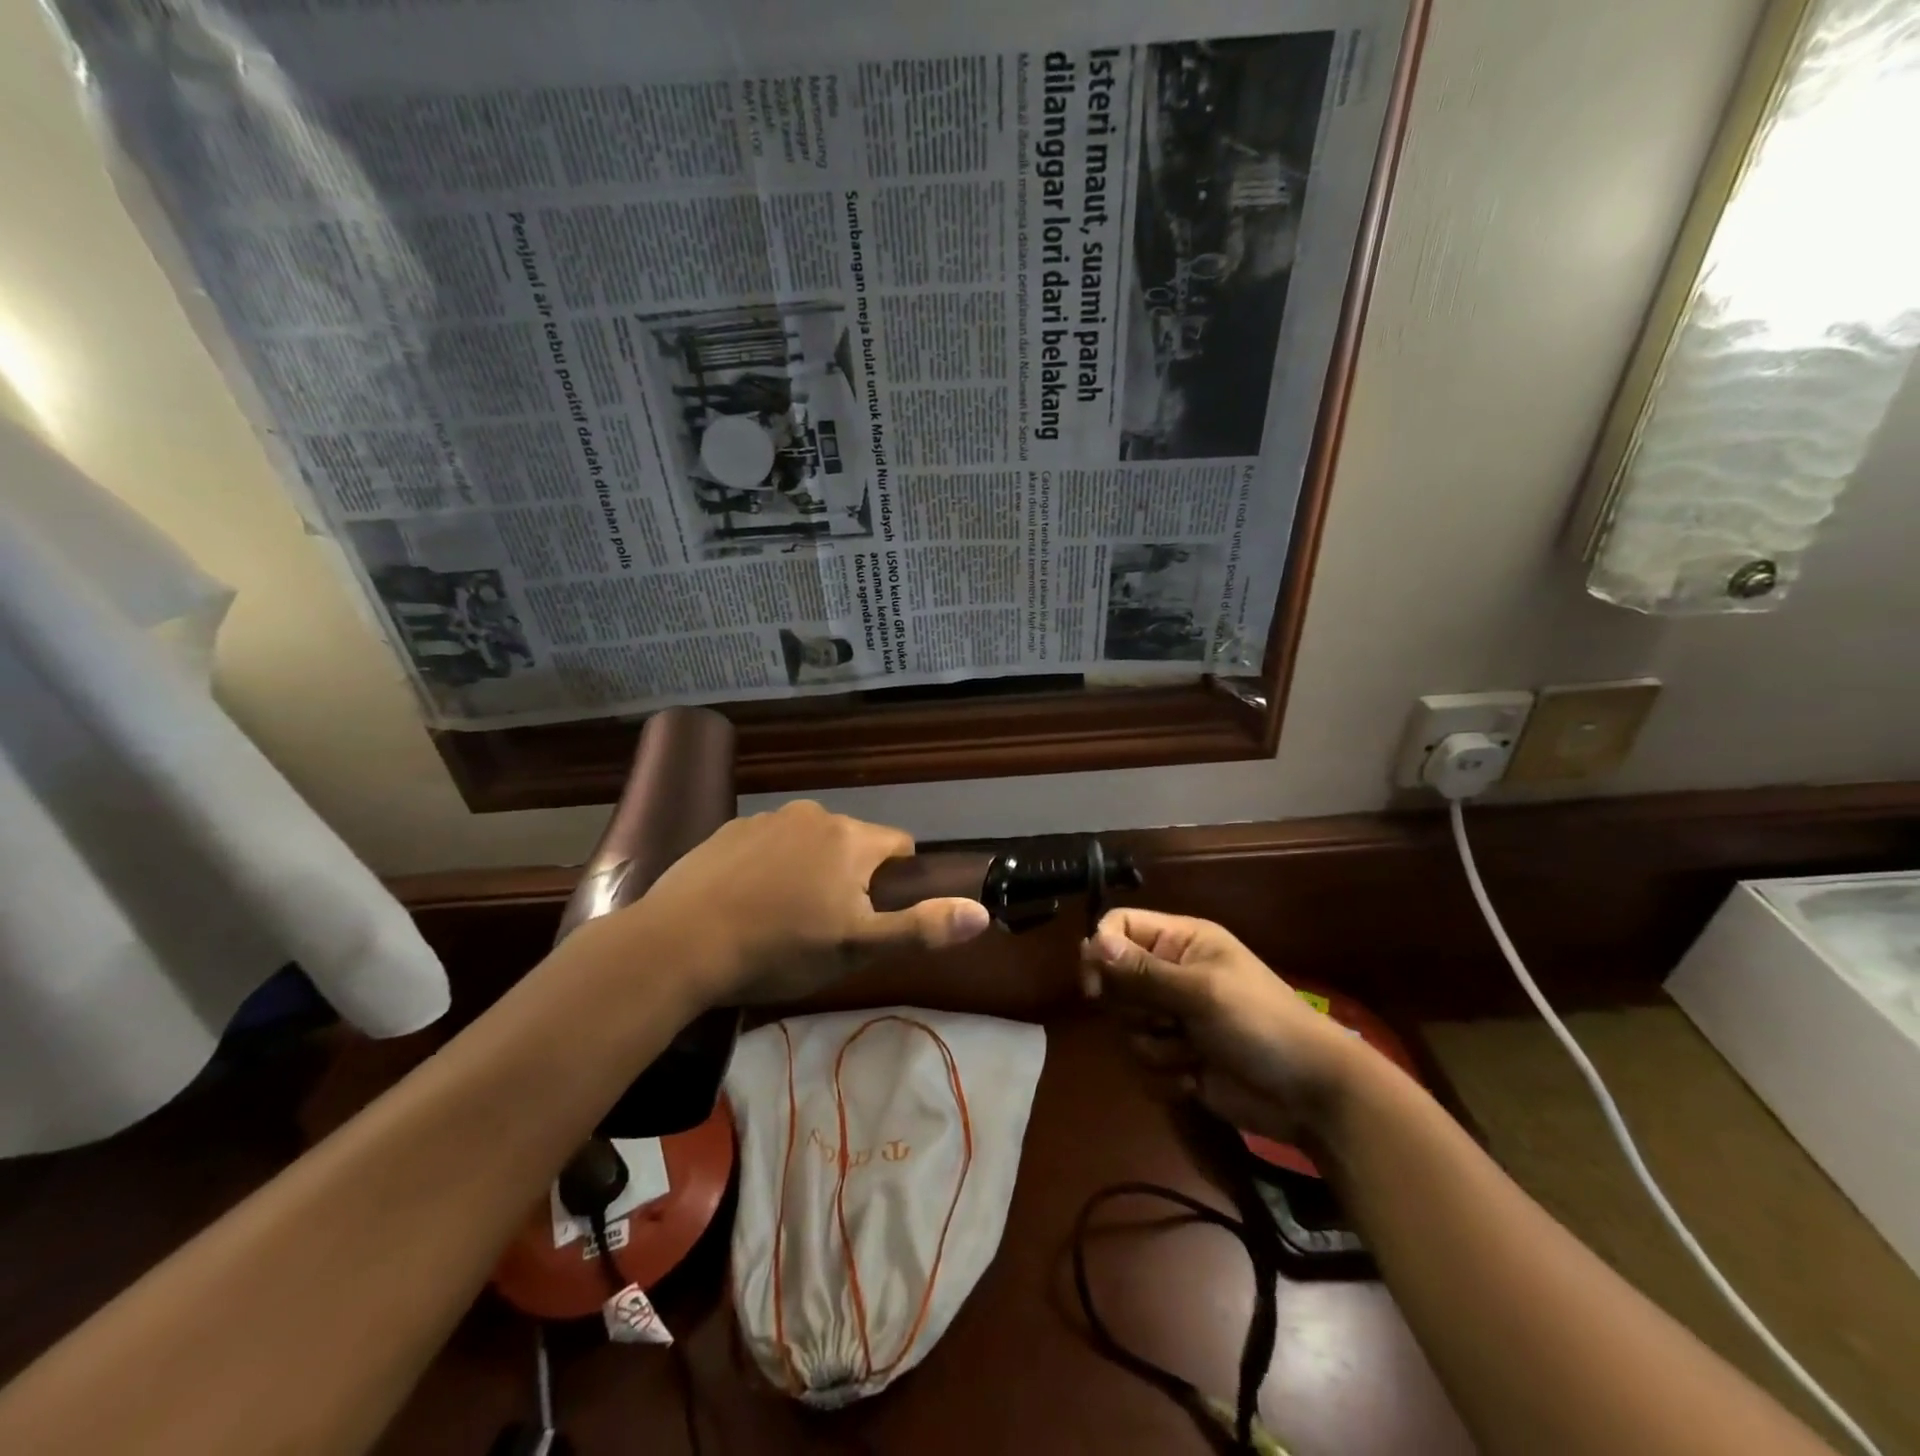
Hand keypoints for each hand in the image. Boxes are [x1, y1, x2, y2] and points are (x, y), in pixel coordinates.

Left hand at [624, 800, 991, 1004]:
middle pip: (855, 843)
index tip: (872, 916)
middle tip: (826, 925)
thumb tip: (982, 913)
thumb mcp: (857, 947)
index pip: (899, 846)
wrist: (681, 943)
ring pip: (811, 842)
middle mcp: (816, 815)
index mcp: (852, 839)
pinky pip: (770, 842)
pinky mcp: (730, 829)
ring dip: (811, 868)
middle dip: (852, 876)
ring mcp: (768, 818)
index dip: (895, 882)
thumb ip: (921, 928)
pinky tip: (748, 900)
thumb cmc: (780, 948)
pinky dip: (771, 864)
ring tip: (783, 916)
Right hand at [1081, 908, 1363, 1144]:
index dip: (1101, 952)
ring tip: (1192, 1054)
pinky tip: (1195, 1079)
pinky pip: (1141, 1063)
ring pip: (1124, 1026)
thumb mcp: (1202, 992)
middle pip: (1114, 981)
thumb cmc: (1261, 1024)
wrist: (1310, 1095)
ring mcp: (1172, 1017)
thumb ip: (1143, 972)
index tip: (1095, 987)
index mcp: (1180, 941)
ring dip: (1154, 1047)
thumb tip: (1091, 942)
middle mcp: (1170, 973)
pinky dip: (1164, 1075)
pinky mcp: (1175, 1058)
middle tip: (1168, 1021)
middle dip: (1135, 1010)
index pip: (1119, 927)